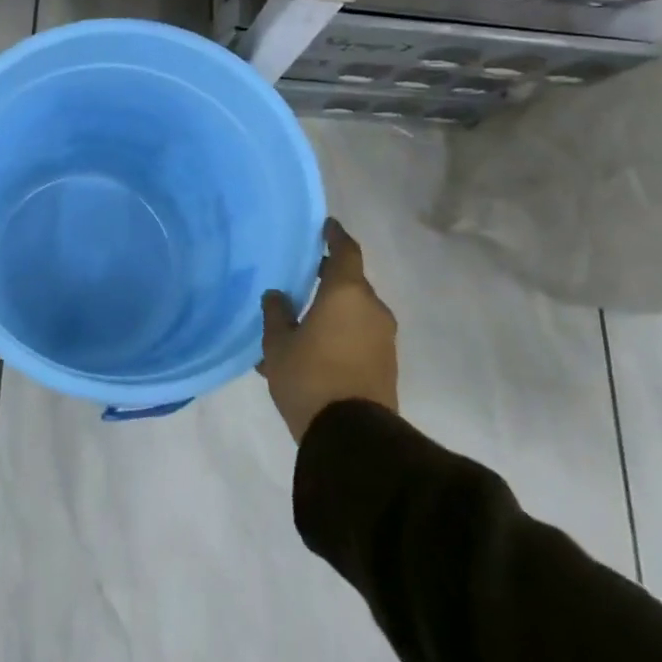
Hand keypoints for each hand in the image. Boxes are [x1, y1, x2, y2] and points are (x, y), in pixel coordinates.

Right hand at [260, 218, 398, 441]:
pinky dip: (339, 334)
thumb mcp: (277, 345)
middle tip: (301, 278)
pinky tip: (311, 350)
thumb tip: (277, 295)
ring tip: (300, 323)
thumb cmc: (309, 377)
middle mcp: (372, 309)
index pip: (346, 251)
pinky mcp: (385, 364)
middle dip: (327, 279)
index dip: (335, 236)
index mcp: (347, 294)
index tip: (326, 226)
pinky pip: (359, 336)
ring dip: (331, 311)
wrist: (352, 435)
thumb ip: (276, 314)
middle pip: (350, 283)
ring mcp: (383, 339)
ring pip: (354, 313)